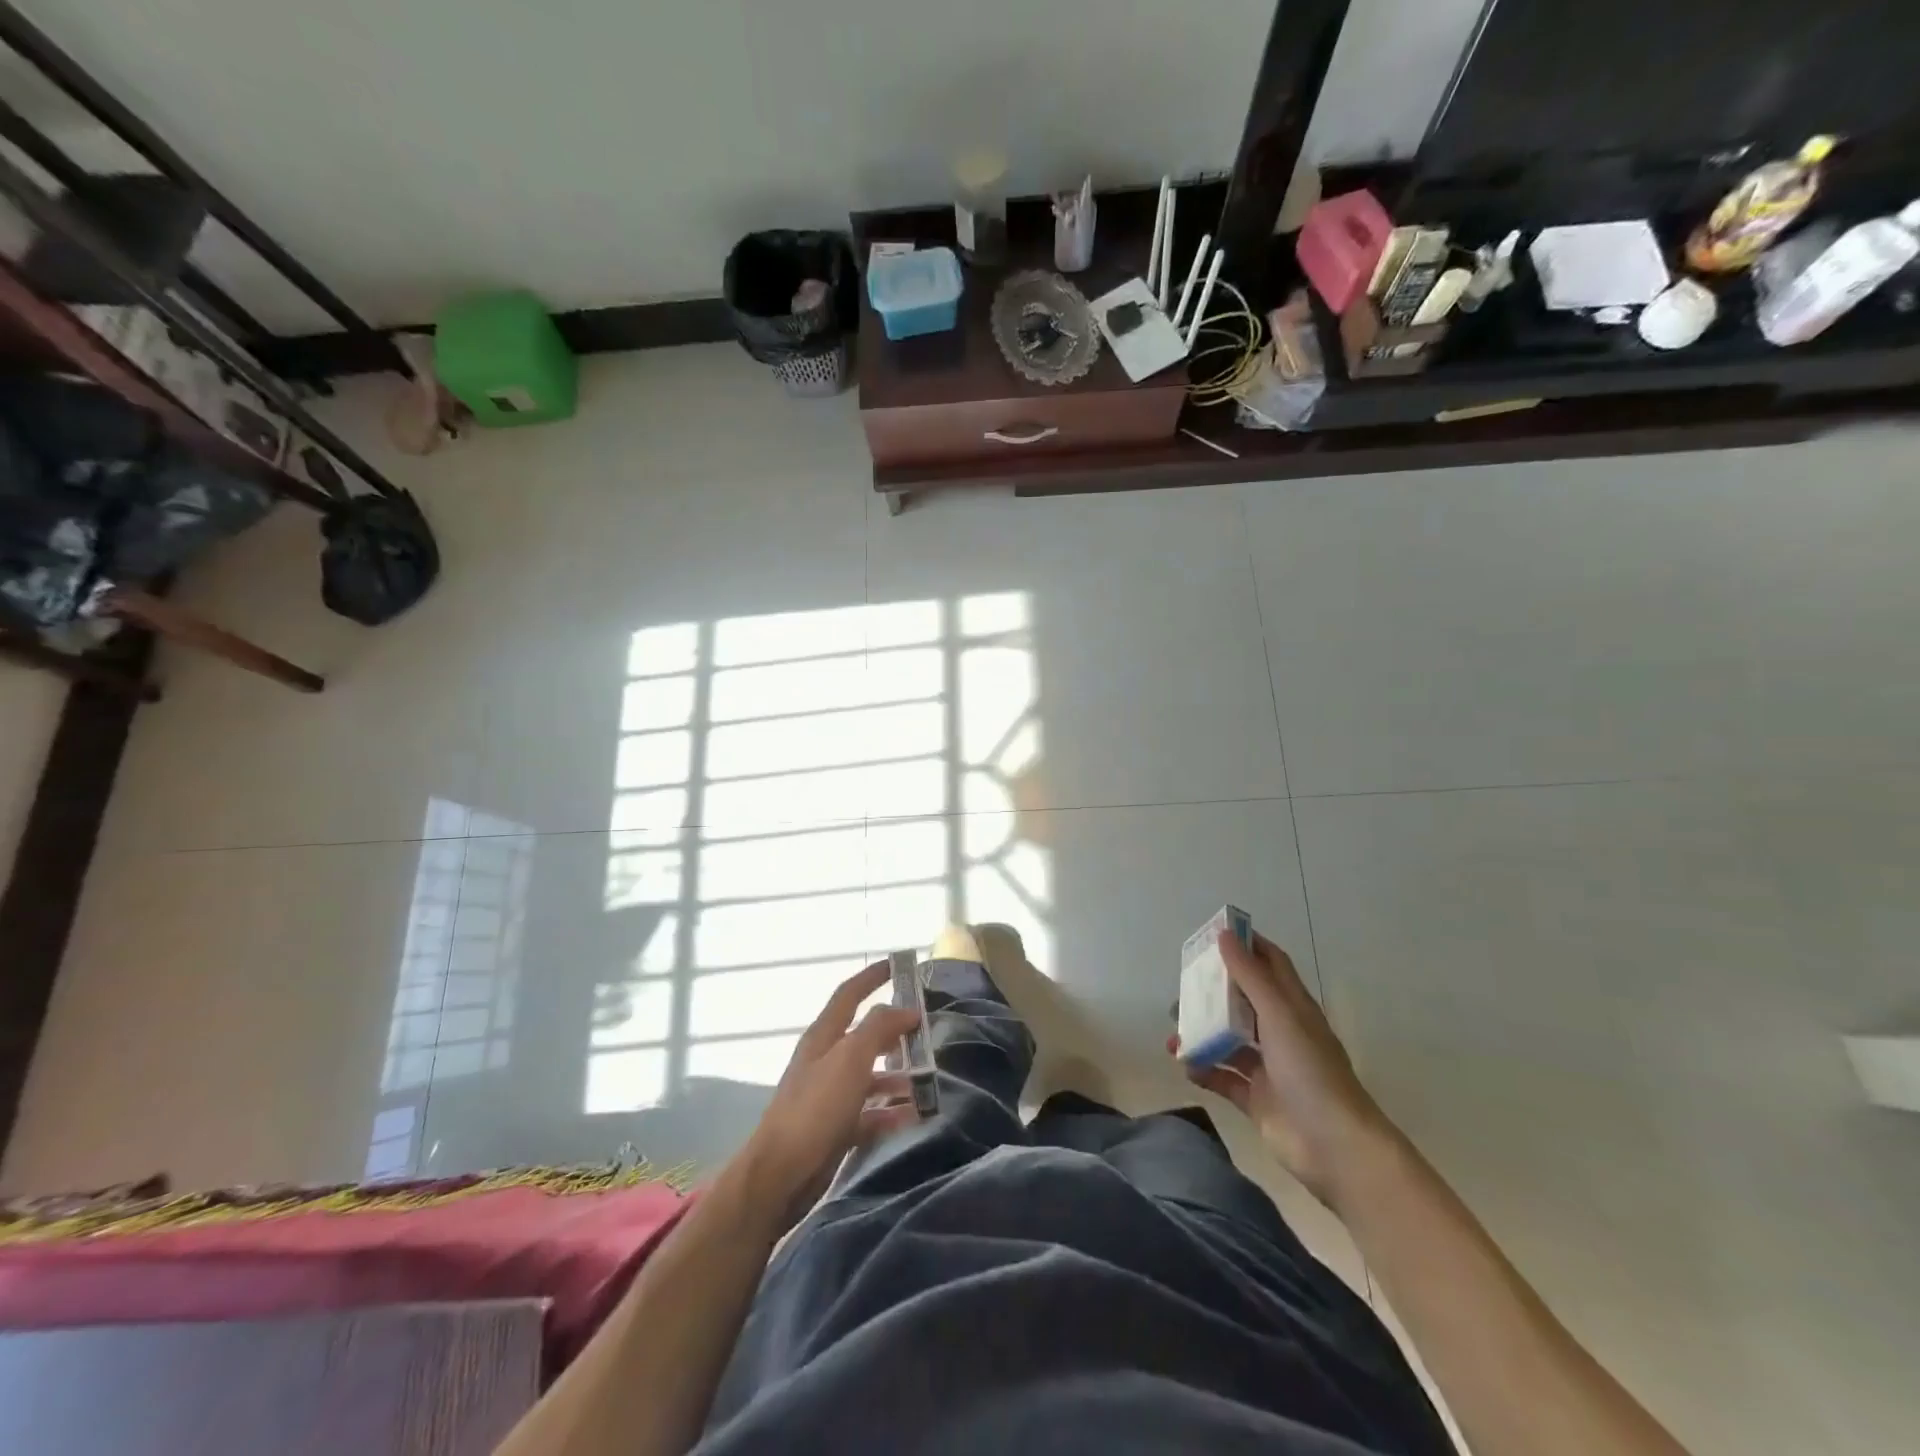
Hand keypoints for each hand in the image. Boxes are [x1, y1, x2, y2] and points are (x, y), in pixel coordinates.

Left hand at [736, 960, 922, 1231]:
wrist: (781, 1174)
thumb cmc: (816, 1107)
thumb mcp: (850, 1058)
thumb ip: (879, 1028)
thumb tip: (905, 1009)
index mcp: (824, 1036)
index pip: (849, 994)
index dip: (872, 977)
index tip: (898, 964)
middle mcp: (826, 1060)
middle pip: (864, 1036)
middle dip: (894, 1031)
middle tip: (926, 1031)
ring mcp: (830, 1095)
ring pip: (871, 1075)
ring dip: (898, 1075)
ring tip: (928, 1078)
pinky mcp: (835, 1128)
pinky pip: (870, 1113)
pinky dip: (891, 1112)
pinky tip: (914, 1116)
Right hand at [1172, 931, 1391, 1208]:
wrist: (1334, 1146)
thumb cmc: (1310, 1070)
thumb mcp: (1279, 1015)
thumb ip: (1250, 976)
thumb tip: (1224, 934)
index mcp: (1293, 1007)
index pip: (1270, 963)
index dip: (1246, 945)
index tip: (1213, 935)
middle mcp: (1280, 1032)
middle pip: (1241, 1000)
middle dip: (1212, 991)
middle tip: (1182, 987)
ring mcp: (1268, 1066)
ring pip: (1227, 1039)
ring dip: (1201, 1032)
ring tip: (1174, 1032)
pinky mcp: (1256, 1098)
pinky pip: (1222, 1076)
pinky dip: (1202, 1068)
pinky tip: (1184, 1064)